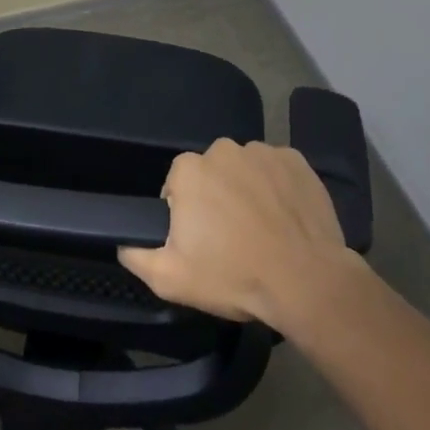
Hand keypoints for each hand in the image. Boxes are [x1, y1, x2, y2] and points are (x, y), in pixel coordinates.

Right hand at [118, 139, 360, 323]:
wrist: (306, 280)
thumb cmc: (234, 276)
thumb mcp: (171, 279)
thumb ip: (137, 255)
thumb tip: (123, 241)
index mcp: (189, 170)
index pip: (177, 185)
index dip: (186, 214)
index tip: (200, 241)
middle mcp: (223, 149)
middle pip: (211, 173)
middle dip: (216, 198)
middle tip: (231, 237)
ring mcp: (262, 151)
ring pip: (244, 169)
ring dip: (246, 190)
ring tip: (262, 229)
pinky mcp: (295, 160)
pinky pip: (276, 169)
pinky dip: (277, 187)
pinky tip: (285, 218)